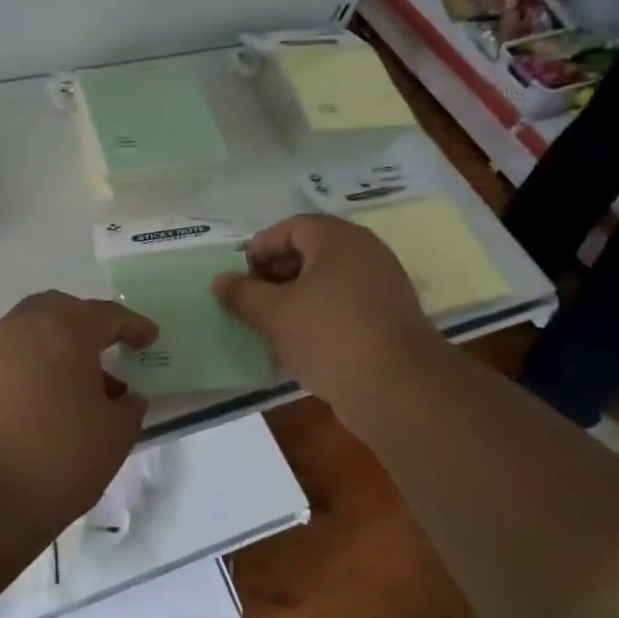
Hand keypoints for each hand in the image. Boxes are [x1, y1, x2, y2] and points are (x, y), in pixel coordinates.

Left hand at [0, 292, 158, 538]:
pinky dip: (31, 368)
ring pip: (30, 333)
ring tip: (77, 389)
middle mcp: (21, 327)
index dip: (132, 326)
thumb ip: (128, 409)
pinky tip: (43, 404)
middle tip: (107, 351)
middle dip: (87, 326)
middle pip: (60, 311)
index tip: (149, 338)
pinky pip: (8, 359)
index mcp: (63, 329)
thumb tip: (125, 398)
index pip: (106, 315)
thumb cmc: (56, 457)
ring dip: (56, 348)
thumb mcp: (113, 436)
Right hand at [212, 214, 439, 416]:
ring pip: (326, 282)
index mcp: (338, 239)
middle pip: (309, 252)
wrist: (398, 389)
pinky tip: (298, 344)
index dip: (260, 248)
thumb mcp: (274, 313)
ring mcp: (381, 286)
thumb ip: (243, 293)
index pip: (290, 228)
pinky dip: (318, 317)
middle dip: (274, 275)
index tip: (238, 277)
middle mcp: (364, 253)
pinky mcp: (388, 318)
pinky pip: (343, 305)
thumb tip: (220, 280)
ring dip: (294, 299)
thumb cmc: (329, 336)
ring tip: (269, 325)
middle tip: (250, 301)